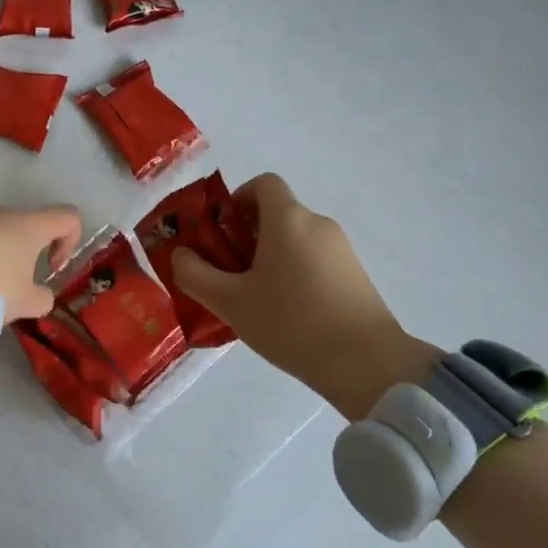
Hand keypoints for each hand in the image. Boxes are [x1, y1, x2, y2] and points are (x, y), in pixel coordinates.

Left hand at [0, 205, 82, 324]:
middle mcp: (3, 212)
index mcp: (30, 224)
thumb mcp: (23, 303)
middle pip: (29, 226)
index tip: (51, 268)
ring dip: (0, 257)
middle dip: (28, 256)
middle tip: (15, 289)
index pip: (69, 217)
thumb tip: (41, 295)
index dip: (70, 241)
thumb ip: (42, 298)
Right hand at [170, 174, 440, 421]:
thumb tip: (181, 254)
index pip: (264, 183)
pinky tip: (287, 313)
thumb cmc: (291, 322)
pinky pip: (315, 260)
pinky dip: (295, 273)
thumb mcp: (230, 302)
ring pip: (296, 240)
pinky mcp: (356, 275)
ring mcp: (342, 250)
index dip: (238, 199)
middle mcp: (318, 224)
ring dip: (271, 257)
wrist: (366, 364)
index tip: (222, 232)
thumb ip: (195, 274)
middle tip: (229, 272)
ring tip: (255, 299)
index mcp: (288, 219)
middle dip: (248, 235)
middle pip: (277, 214)